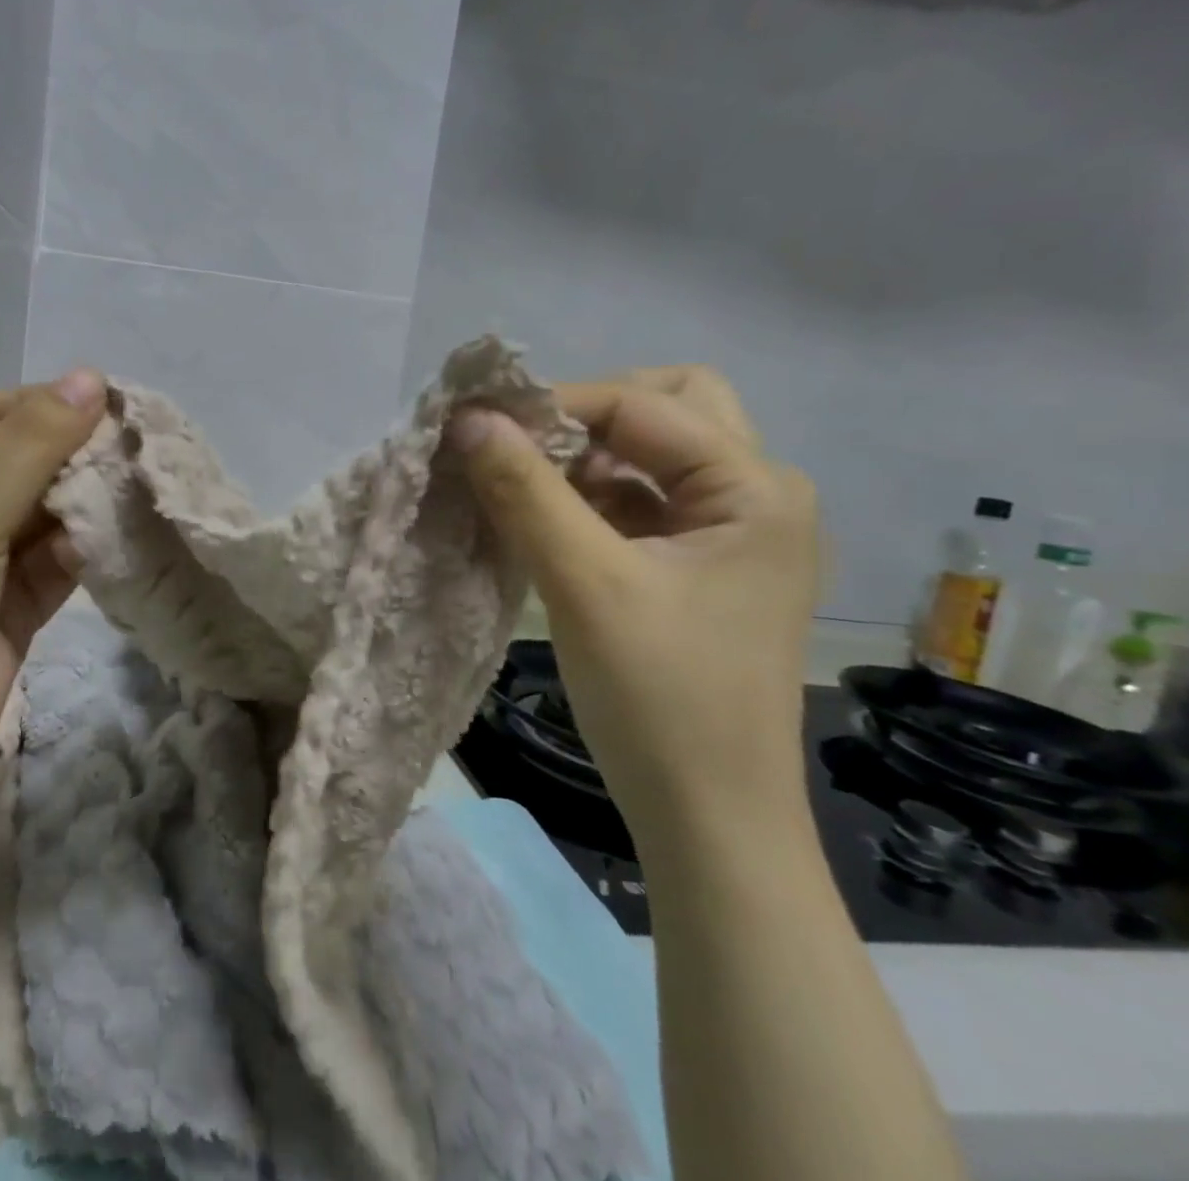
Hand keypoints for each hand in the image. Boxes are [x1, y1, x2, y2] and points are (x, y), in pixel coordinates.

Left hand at [0, 371, 105, 831]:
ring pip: (40, 513)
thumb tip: (90, 377)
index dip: (41, 407)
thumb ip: (28, 448)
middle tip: (139, 451)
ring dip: (84, 503)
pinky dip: (82, 549)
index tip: (110, 407)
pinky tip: (118, 539)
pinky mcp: (5, 607)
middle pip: (15, 463)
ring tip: (140, 490)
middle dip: (71, 457)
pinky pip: (51, 562)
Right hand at [450, 366, 821, 853]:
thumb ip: (525, 490)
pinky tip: (541, 523)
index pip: (643, 405)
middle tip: (523, 446)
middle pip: (668, 410)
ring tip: (518, 486)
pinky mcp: (700, 569)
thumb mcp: (584, 583)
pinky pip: (642, 503)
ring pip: (651, 457)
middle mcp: (756, 496)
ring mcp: (731, 535)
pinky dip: (589, 499)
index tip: (478, 425)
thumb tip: (468, 417)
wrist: (708, 820)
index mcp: (754, 488)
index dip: (556, 404)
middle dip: (589, 417)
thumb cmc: (660, 698)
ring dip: (584, 459)